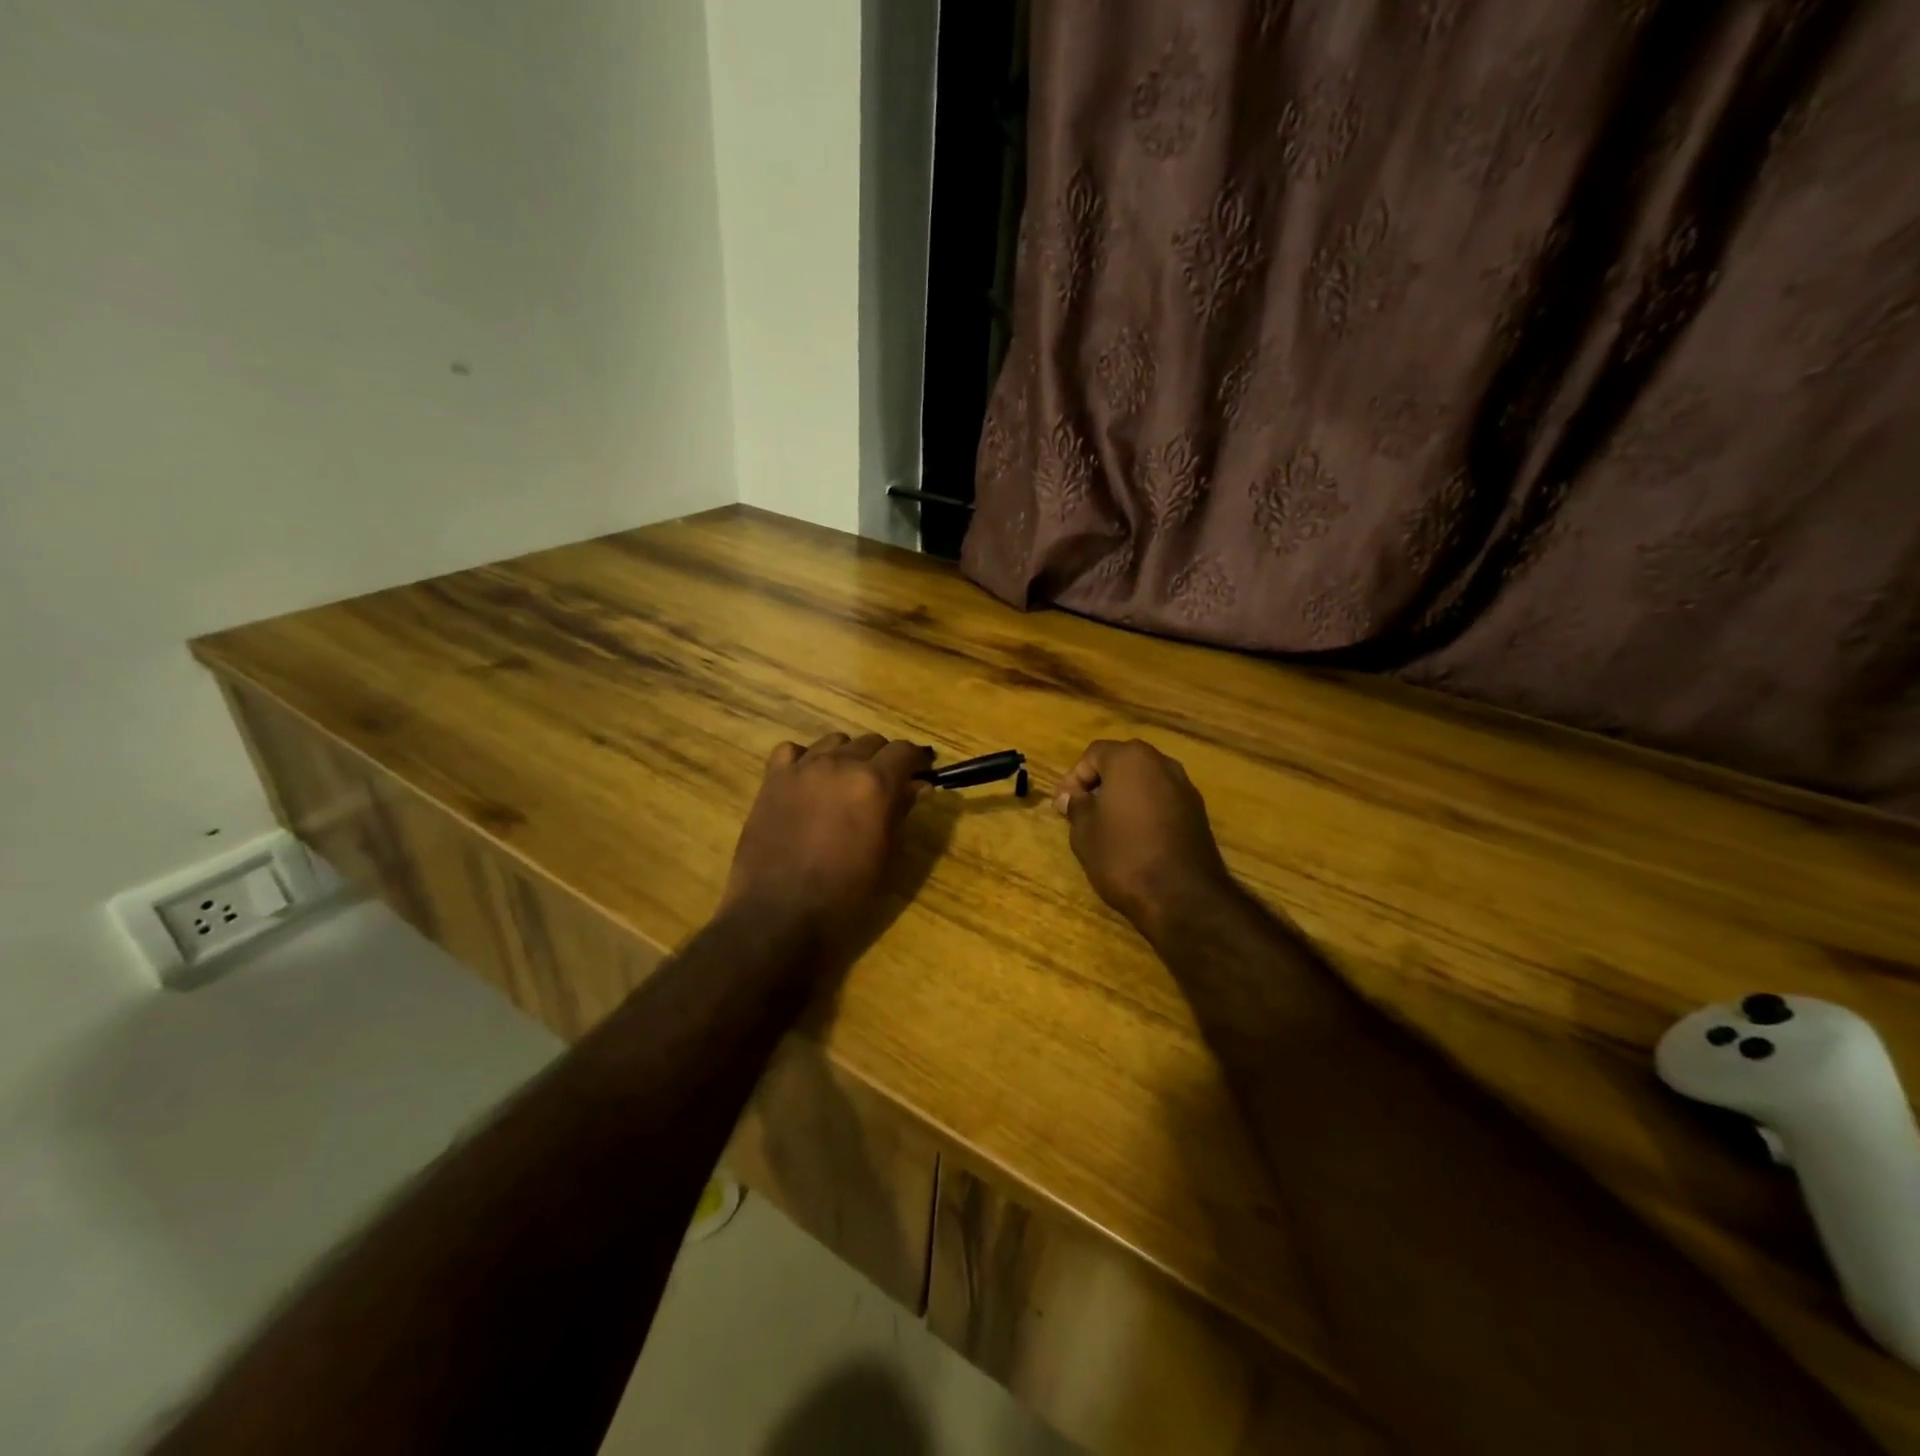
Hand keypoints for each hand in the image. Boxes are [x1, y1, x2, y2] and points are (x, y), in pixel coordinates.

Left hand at [722, 731, 933, 950]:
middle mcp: (840, 764)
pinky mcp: (772, 781)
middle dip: (883, 759)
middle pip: (871, 742)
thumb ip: (902, 813)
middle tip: (885, 785)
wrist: (779, 916)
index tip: (921, 773)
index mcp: (874, 783)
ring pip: (834, 741)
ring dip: (847, 756)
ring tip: (845, 782)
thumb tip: (918, 786)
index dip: (916, 760)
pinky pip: (792, 751)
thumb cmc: (845, 896)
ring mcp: (802, 769)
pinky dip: (805, 759)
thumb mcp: (887, 857)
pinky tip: (808, 781)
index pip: (904, 751)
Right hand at [1054, 739, 1235, 941]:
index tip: (1063, 806)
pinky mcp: (1197, 813)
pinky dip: (1145, 810)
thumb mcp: (1084, 831)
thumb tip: (1071, 797)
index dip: (1073, 778)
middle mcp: (1162, 763)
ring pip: (1145, 782)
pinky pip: (1162, 801)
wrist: (1182, 896)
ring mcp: (1185, 787)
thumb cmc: (1123, 855)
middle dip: (1100, 784)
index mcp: (1131, 759)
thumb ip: (1076, 806)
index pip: (1093, 754)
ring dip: (1124, 797)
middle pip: (1122, 763)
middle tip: (1082, 812)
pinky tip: (1134, 838)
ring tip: (1107, 827)